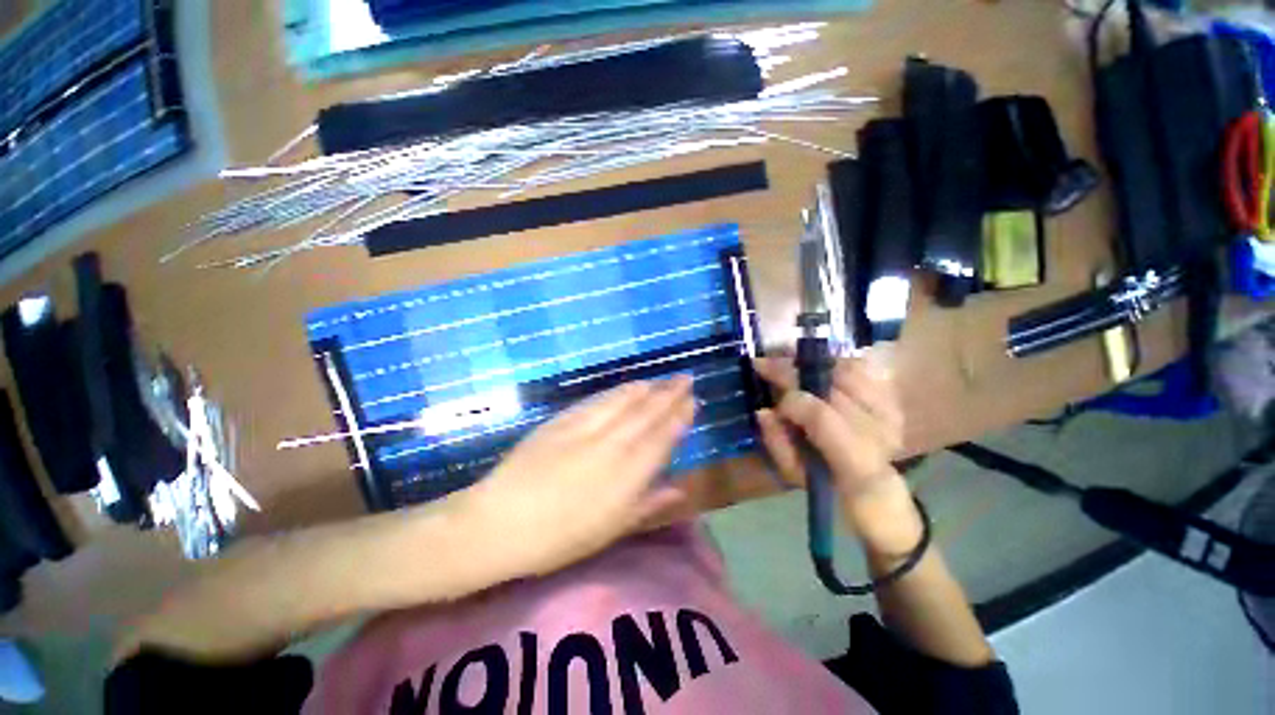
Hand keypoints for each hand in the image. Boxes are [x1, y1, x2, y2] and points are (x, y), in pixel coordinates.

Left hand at [469, 377, 695, 578]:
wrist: (500, 522)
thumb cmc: (559, 538)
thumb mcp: (610, 530)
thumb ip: (648, 504)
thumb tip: (680, 488)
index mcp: (626, 476)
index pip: (662, 438)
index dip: (679, 417)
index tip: (692, 401)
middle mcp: (612, 446)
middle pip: (647, 413)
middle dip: (670, 394)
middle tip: (686, 378)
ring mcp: (587, 430)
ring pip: (625, 402)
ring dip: (647, 389)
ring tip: (662, 379)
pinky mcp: (564, 421)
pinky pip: (598, 401)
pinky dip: (618, 392)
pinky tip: (628, 386)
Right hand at [752, 355, 921, 554]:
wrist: (876, 494)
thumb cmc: (828, 486)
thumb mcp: (795, 475)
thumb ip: (777, 443)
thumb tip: (762, 412)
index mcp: (857, 462)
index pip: (821, 417)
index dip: (790, 400)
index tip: (765, 392)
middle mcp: (882, 432)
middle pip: (836, 388)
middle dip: (794, 371)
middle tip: (765, 362)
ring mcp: (891, 414)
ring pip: (849, 372)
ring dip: (814, 363)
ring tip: (788, 362)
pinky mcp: (894, 403)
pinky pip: (864, 371)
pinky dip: (836, 363)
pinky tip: (816, 367)